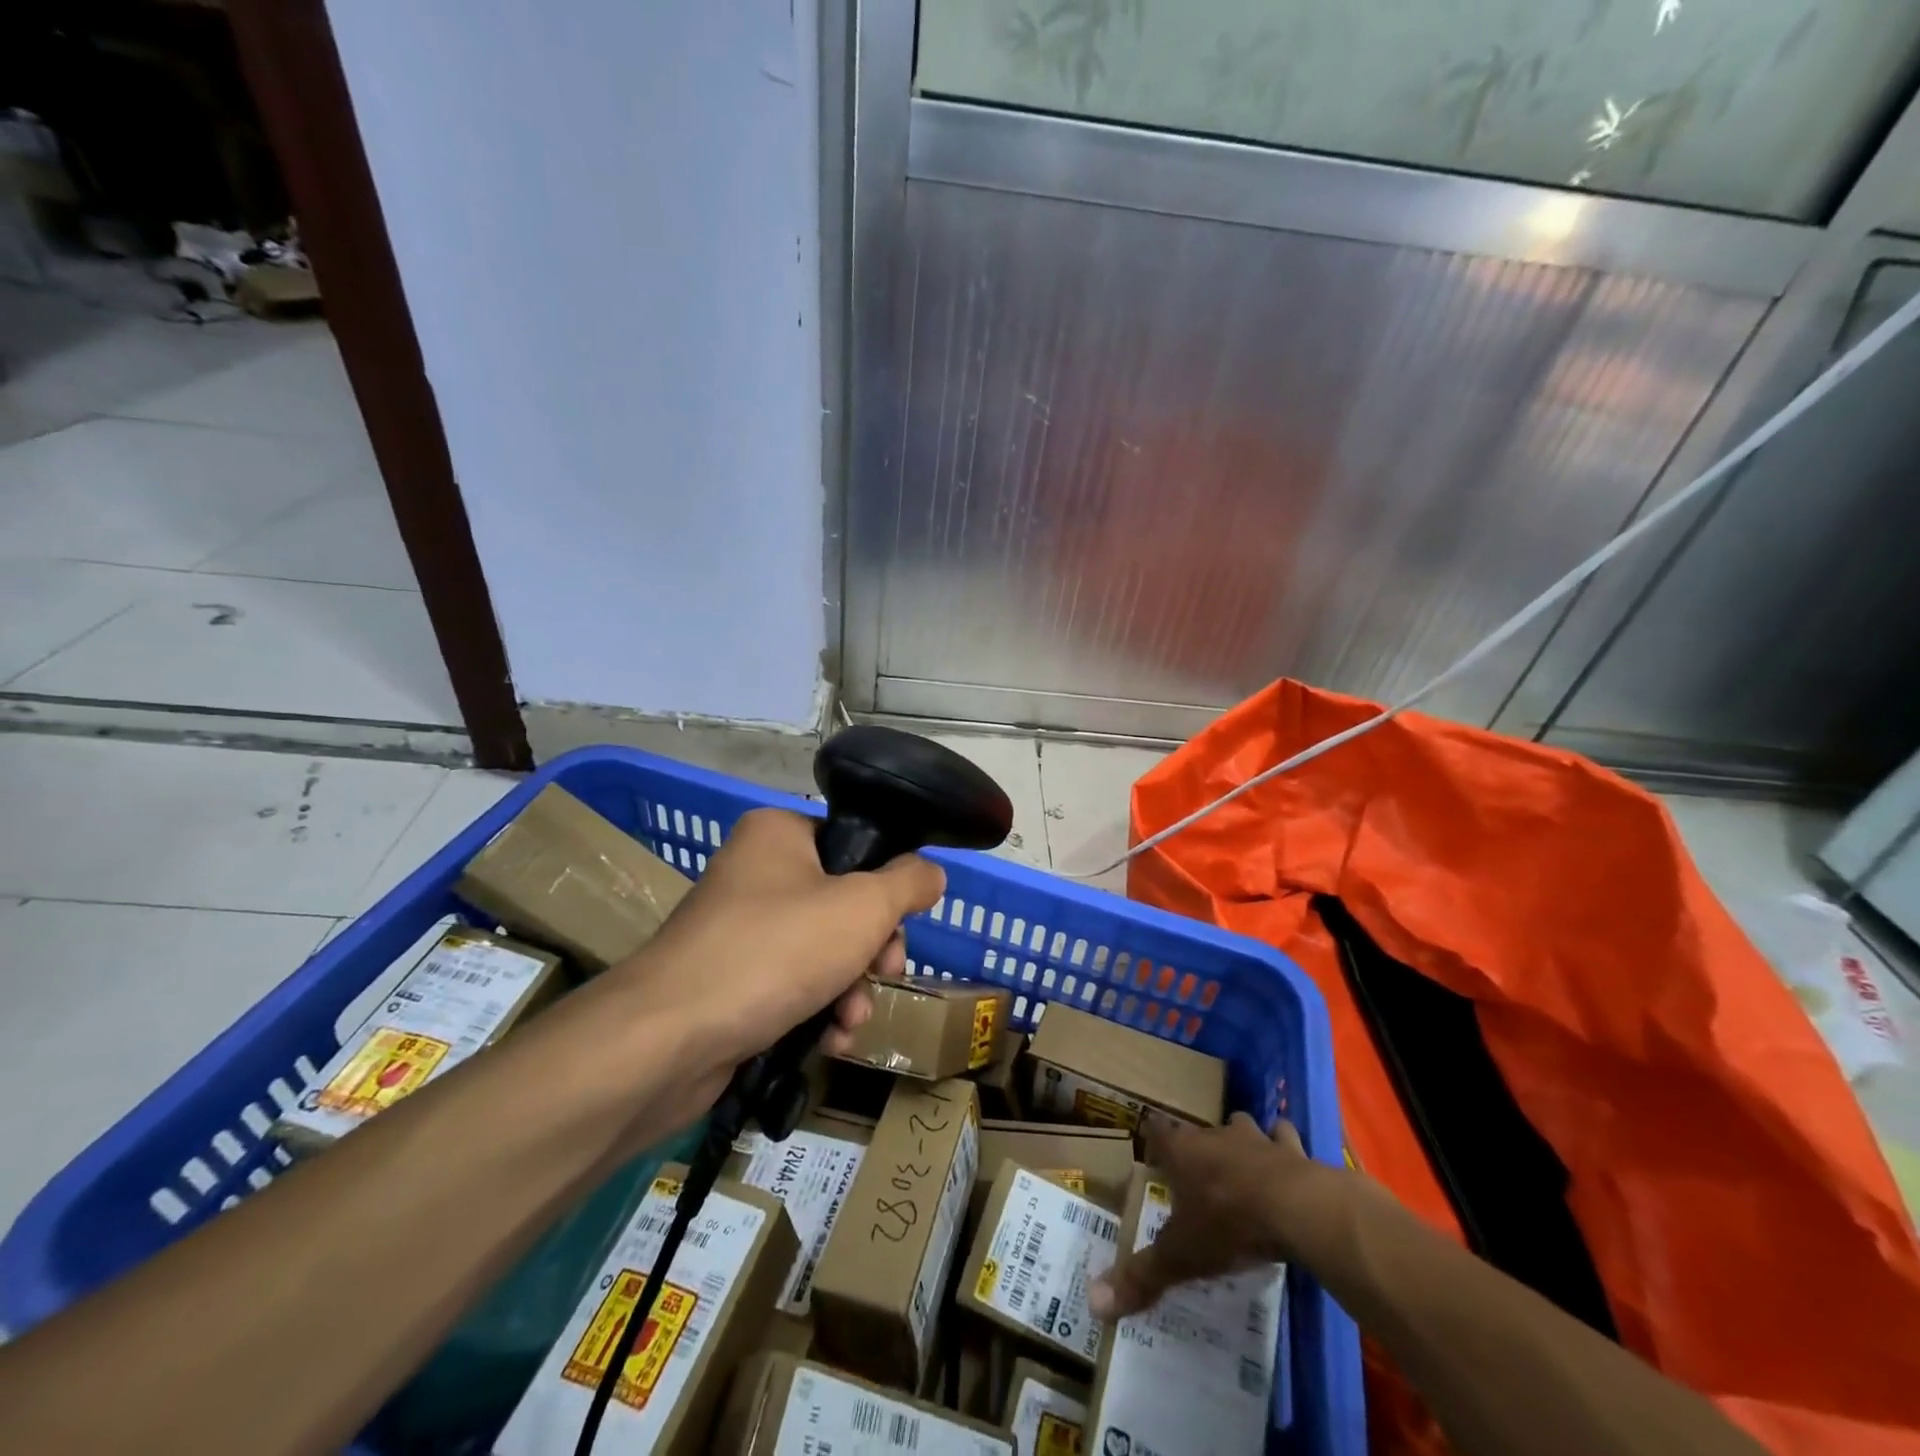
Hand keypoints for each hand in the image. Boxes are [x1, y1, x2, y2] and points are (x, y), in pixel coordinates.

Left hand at [600, 808, 944, 1120]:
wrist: (668, 1039)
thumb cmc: (776, 951)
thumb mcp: (863, 908)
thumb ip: (908, 883)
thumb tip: (931, 872)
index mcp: (779, 834)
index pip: (852, 847)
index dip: (885, 889)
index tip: (899, 928)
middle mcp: (755, 872)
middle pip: (841, 903)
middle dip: (871, 950)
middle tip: (885, 974)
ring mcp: (738, 929)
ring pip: (821, 950)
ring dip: (850, 988)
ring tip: (852, 1020)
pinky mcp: (728, 980)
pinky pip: (790, 984)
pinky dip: (816, 1009)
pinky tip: (829, 1040)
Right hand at [1089, 1112, 1343, 1318]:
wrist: (1293, 1208)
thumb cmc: (1228, 1225)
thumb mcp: (1181, 1257)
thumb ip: (1142, 1277)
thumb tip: (1094, 1304)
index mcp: (1182, 1152)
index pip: (1157, 1130)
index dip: (1153, 1134)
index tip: (1150, 1138)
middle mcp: (1214, 1136)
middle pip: (1200, 1131)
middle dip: (1199, 1144)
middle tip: (1198, 1167)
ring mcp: (1255, 1138)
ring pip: (1241, 1125)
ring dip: (1241, 1139)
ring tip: (1242, 1160)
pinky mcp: (1291, 1149)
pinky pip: (1284, 1137)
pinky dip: (1285, 1148)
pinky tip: (1289, 1162)